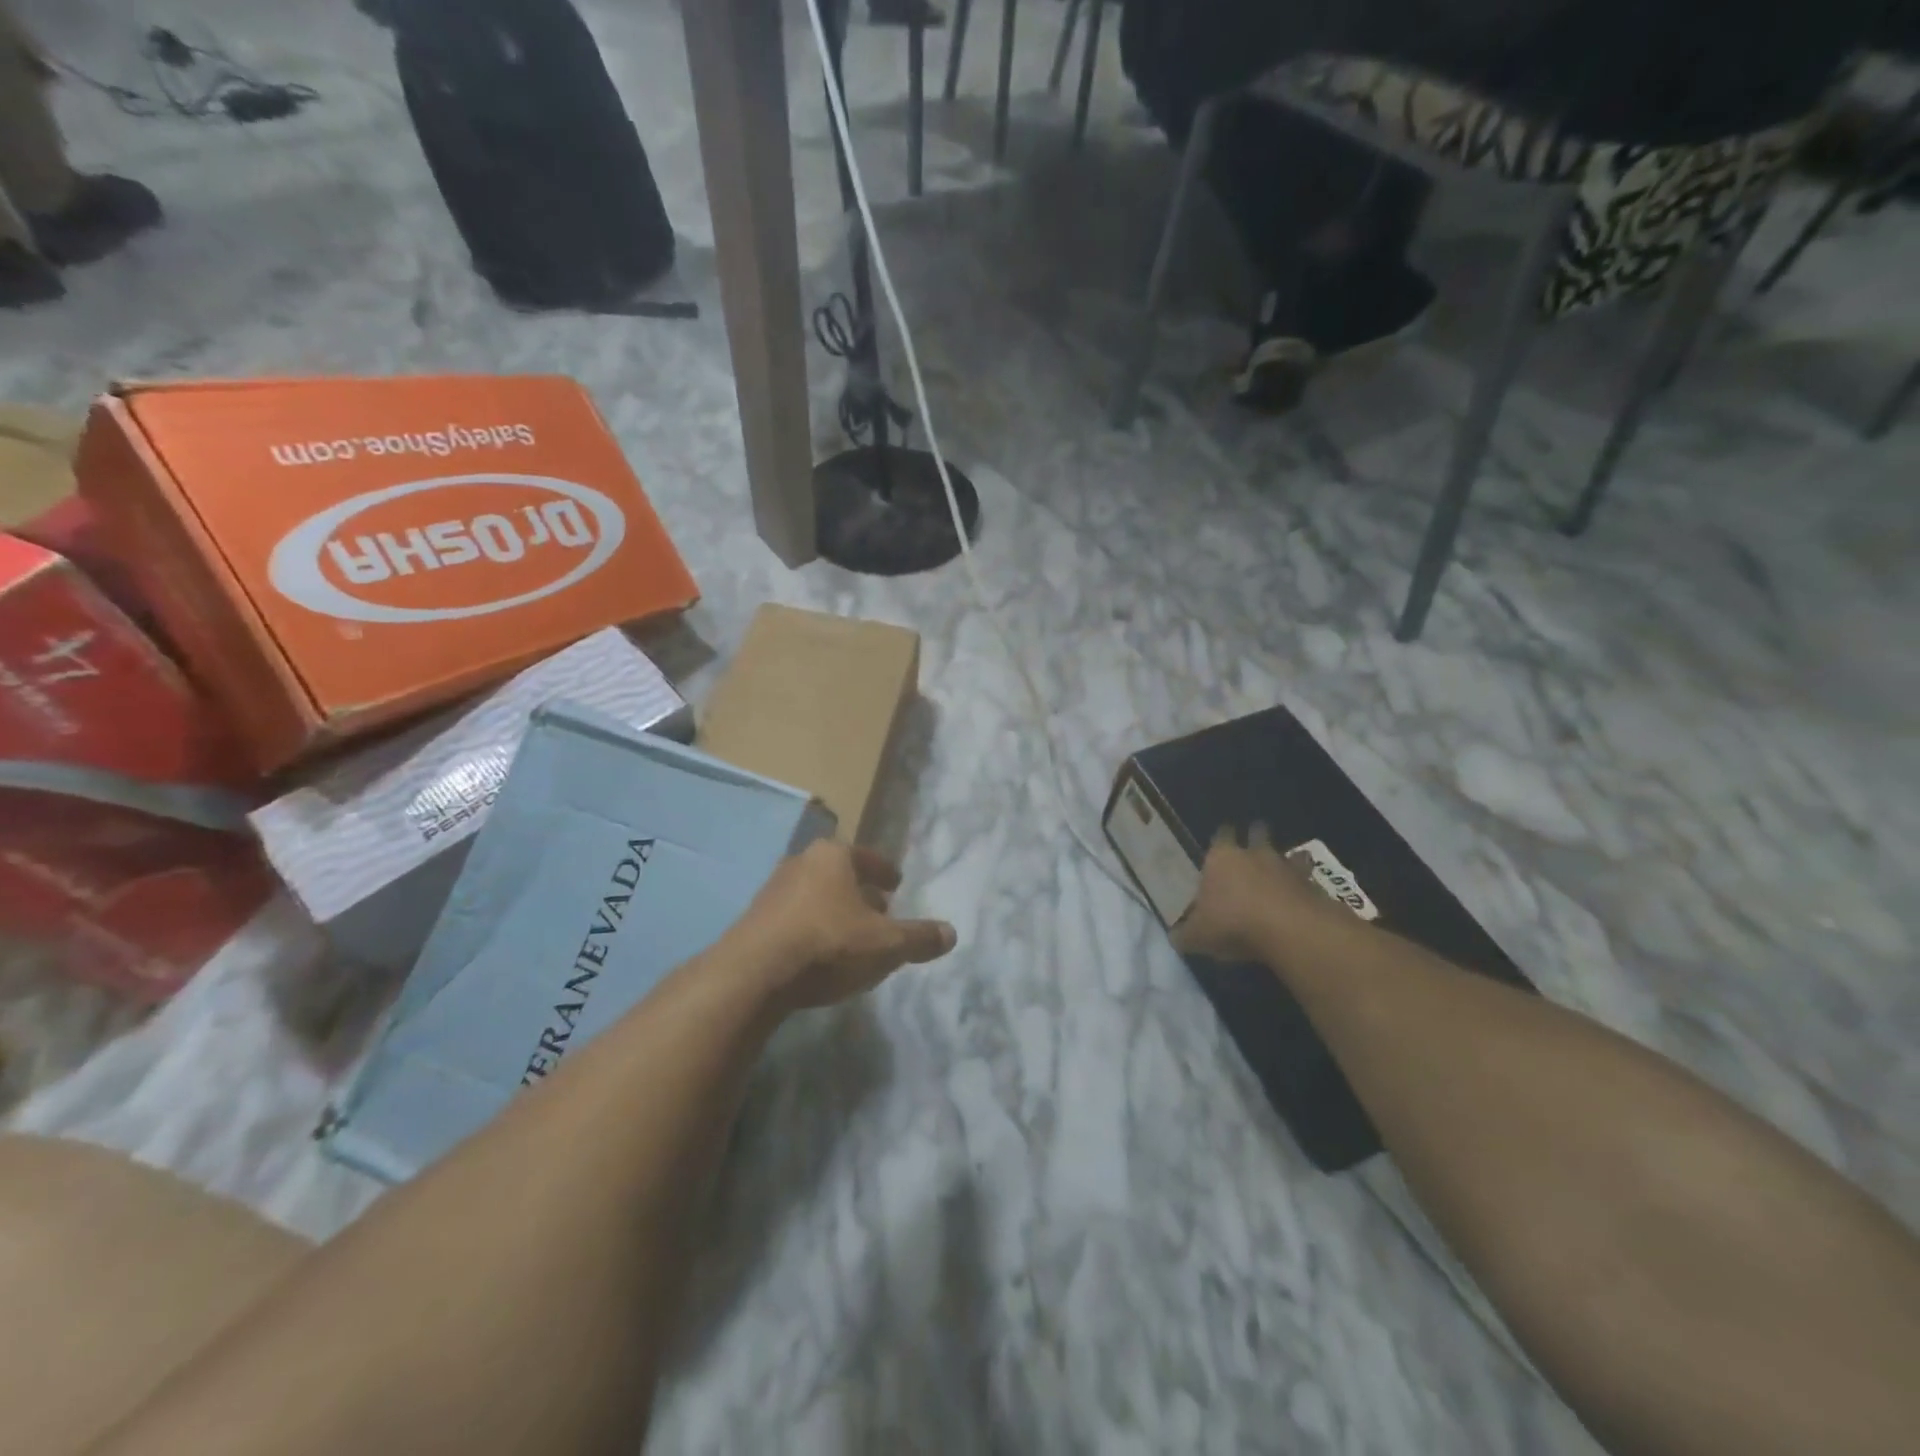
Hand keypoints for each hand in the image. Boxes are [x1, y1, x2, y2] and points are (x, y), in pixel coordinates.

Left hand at [729, 840, 956, 1009]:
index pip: (867, 857)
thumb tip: (951, 933)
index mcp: (833, 856)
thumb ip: (919, 938)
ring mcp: (772, 890)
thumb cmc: (828, 945)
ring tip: (851, 934)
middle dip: (860, 891)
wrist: (752, 976)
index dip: (885, 871)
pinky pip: (794, 918)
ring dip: (834, 910)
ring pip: (814, 895)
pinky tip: (820, 954)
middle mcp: (800, 863)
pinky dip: (812, 928)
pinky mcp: (753, 920)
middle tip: (879, 909)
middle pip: (838, 874)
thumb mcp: (886, 945)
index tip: (896, 883)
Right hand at [1172, 823, 1357, 965]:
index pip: (1220, 835)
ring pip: (1287, 853)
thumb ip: (1186, 934)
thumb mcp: (1198, 935)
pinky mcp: (1312, 884)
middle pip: (1257, 832)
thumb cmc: (1232, 923)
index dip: (1221, 837)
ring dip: (1284, 860)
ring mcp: (1286, 866)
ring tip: (1280, 872)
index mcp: (1220, 858)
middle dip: (1256, 835)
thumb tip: (1176, 938)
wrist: (1288, 929)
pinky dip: (1304, 885)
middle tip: (1253, 846)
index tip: (1222, 841)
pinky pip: (1307, 879)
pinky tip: (1301, 898)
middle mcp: (1253, 854)